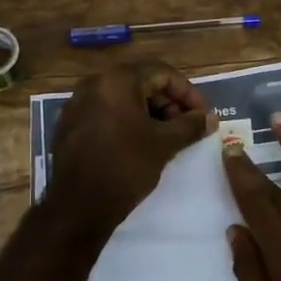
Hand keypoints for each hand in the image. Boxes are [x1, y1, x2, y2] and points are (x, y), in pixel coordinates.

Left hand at [47, 61, 214, 232]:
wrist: (78, 206)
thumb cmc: (125, 167)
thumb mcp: (164, 145)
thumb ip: (190, 126)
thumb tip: (210, 118)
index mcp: (117, 81)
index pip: (163, 73)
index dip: (189, 93)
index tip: (203, 116)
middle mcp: (94, 84)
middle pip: (142, 83)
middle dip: (169, 103)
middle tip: (187, 127)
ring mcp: (78, 104)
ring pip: (124, 99)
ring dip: (150, 114)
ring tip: (168, 137)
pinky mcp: (70, 125)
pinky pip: (107, 114)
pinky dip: (128, 122)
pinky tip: (141, 144)